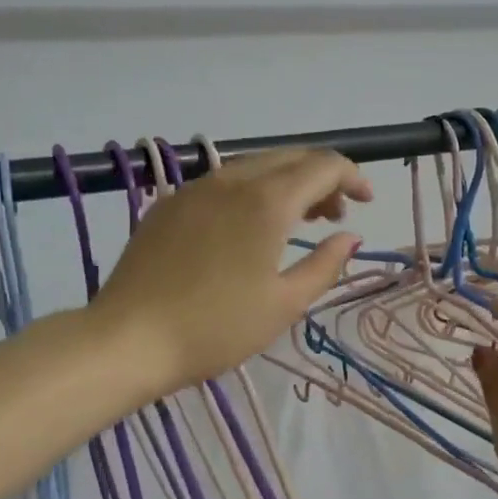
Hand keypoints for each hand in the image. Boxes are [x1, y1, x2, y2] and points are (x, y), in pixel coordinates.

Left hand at [95, 149, 371, 394]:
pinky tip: (247, 227)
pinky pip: (221, 183)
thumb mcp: (284, 304)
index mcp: (267, 202)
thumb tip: (350, 237)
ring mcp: (194, 189)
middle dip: (321, 178)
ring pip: (253, 167)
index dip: (352, 177)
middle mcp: (231, 181)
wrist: (129, 340)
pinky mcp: (168, 205)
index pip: (323, 165)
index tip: (368, 202)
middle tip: (335, 216)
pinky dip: (250, 192)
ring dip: (286, 184)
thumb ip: (324, 265)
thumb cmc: (217, 328)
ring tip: (297, 222)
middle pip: (289, 158)